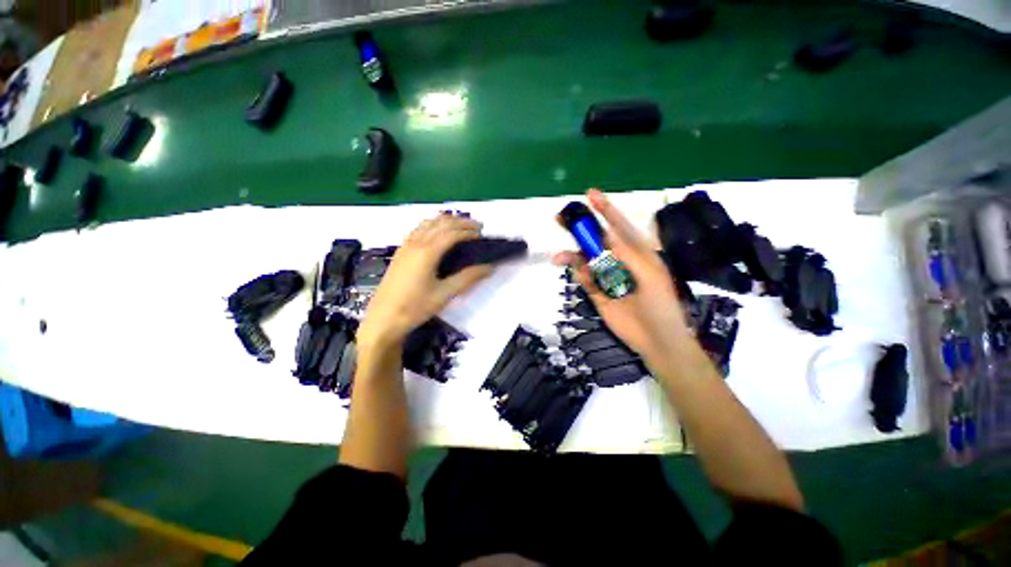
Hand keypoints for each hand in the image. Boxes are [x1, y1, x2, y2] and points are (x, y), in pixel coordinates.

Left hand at [357, 213, 491, 351]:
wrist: (383, 318)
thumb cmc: (415, 307)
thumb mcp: (445, 294)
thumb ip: (468, 278)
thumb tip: (489, 267)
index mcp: (427, 252)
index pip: (452, 233)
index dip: (468, 230)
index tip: (482, 233)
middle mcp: (416, 243)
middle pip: (440, 223)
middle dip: (460, 222)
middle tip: (477, 227)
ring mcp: (405, 246)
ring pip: (428, 223)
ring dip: (446, 221)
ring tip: (461, 226)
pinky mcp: (400, 251)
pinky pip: (418, 229)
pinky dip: (433, 225)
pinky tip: (438, 233)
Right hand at [554, 190, 693, 366]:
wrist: (656, 340)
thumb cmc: (660, 305)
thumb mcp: (649, 274)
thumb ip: (628, 254)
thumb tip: (607, 236)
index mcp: (637, 252)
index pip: (618, 226)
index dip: (605, 210)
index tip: (590, 194)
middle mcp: (619, 261)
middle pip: (596, 240)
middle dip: (580, 229)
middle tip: (560, 219)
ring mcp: (606, 277)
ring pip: (585, 259)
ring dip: (572, 255)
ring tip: (558, 257)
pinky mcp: (597, 292)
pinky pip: (584, 278)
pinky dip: (579, 274)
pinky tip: (578, 276)